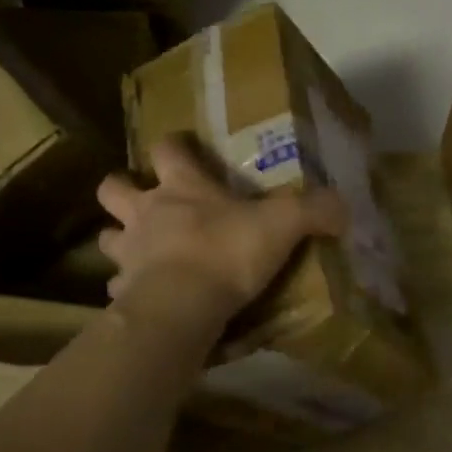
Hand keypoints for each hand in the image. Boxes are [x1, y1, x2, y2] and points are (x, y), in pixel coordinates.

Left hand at [97, 136, 347, 319]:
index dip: (173, 144)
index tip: (180, 147)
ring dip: (119, 240)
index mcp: (181, 186)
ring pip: (106, 237)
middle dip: (121, 188)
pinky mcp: (121, 293)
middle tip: (142, 201)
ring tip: (139, 252)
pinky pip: (116, 287)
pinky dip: (127, 289)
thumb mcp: (283, 224)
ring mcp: (128, 253)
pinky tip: (144, 297)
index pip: (167, 148)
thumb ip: (315, 210)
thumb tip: (345, 206)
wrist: (182, 307)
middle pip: (112, 187)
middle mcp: (146, 212)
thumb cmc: (227, 252)